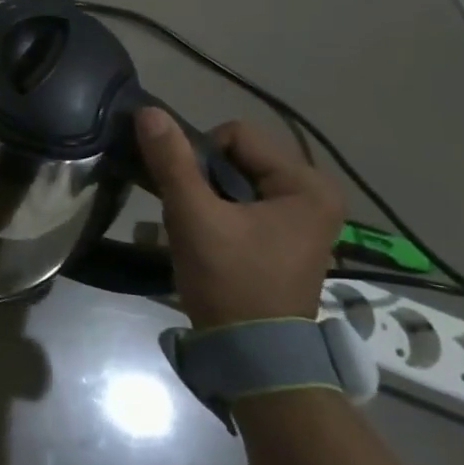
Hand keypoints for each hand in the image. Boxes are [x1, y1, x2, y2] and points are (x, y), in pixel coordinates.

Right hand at [135, 109, 342, 329]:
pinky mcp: (284, 237)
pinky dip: (216, 210)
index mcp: (306, 185)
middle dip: (202, 176)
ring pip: (235, 180)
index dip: (199, 156)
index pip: (236, 136)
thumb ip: (171, 161)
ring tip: (191, 224)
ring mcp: (301, 218)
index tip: (187, 192)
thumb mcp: (194, 215)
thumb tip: (149, 112)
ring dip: (205, 194)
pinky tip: (202, 234)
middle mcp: (314, 195)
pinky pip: (242, 203)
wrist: (251, 352)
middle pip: (237, 157)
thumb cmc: (230, 278)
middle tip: (186, 210)